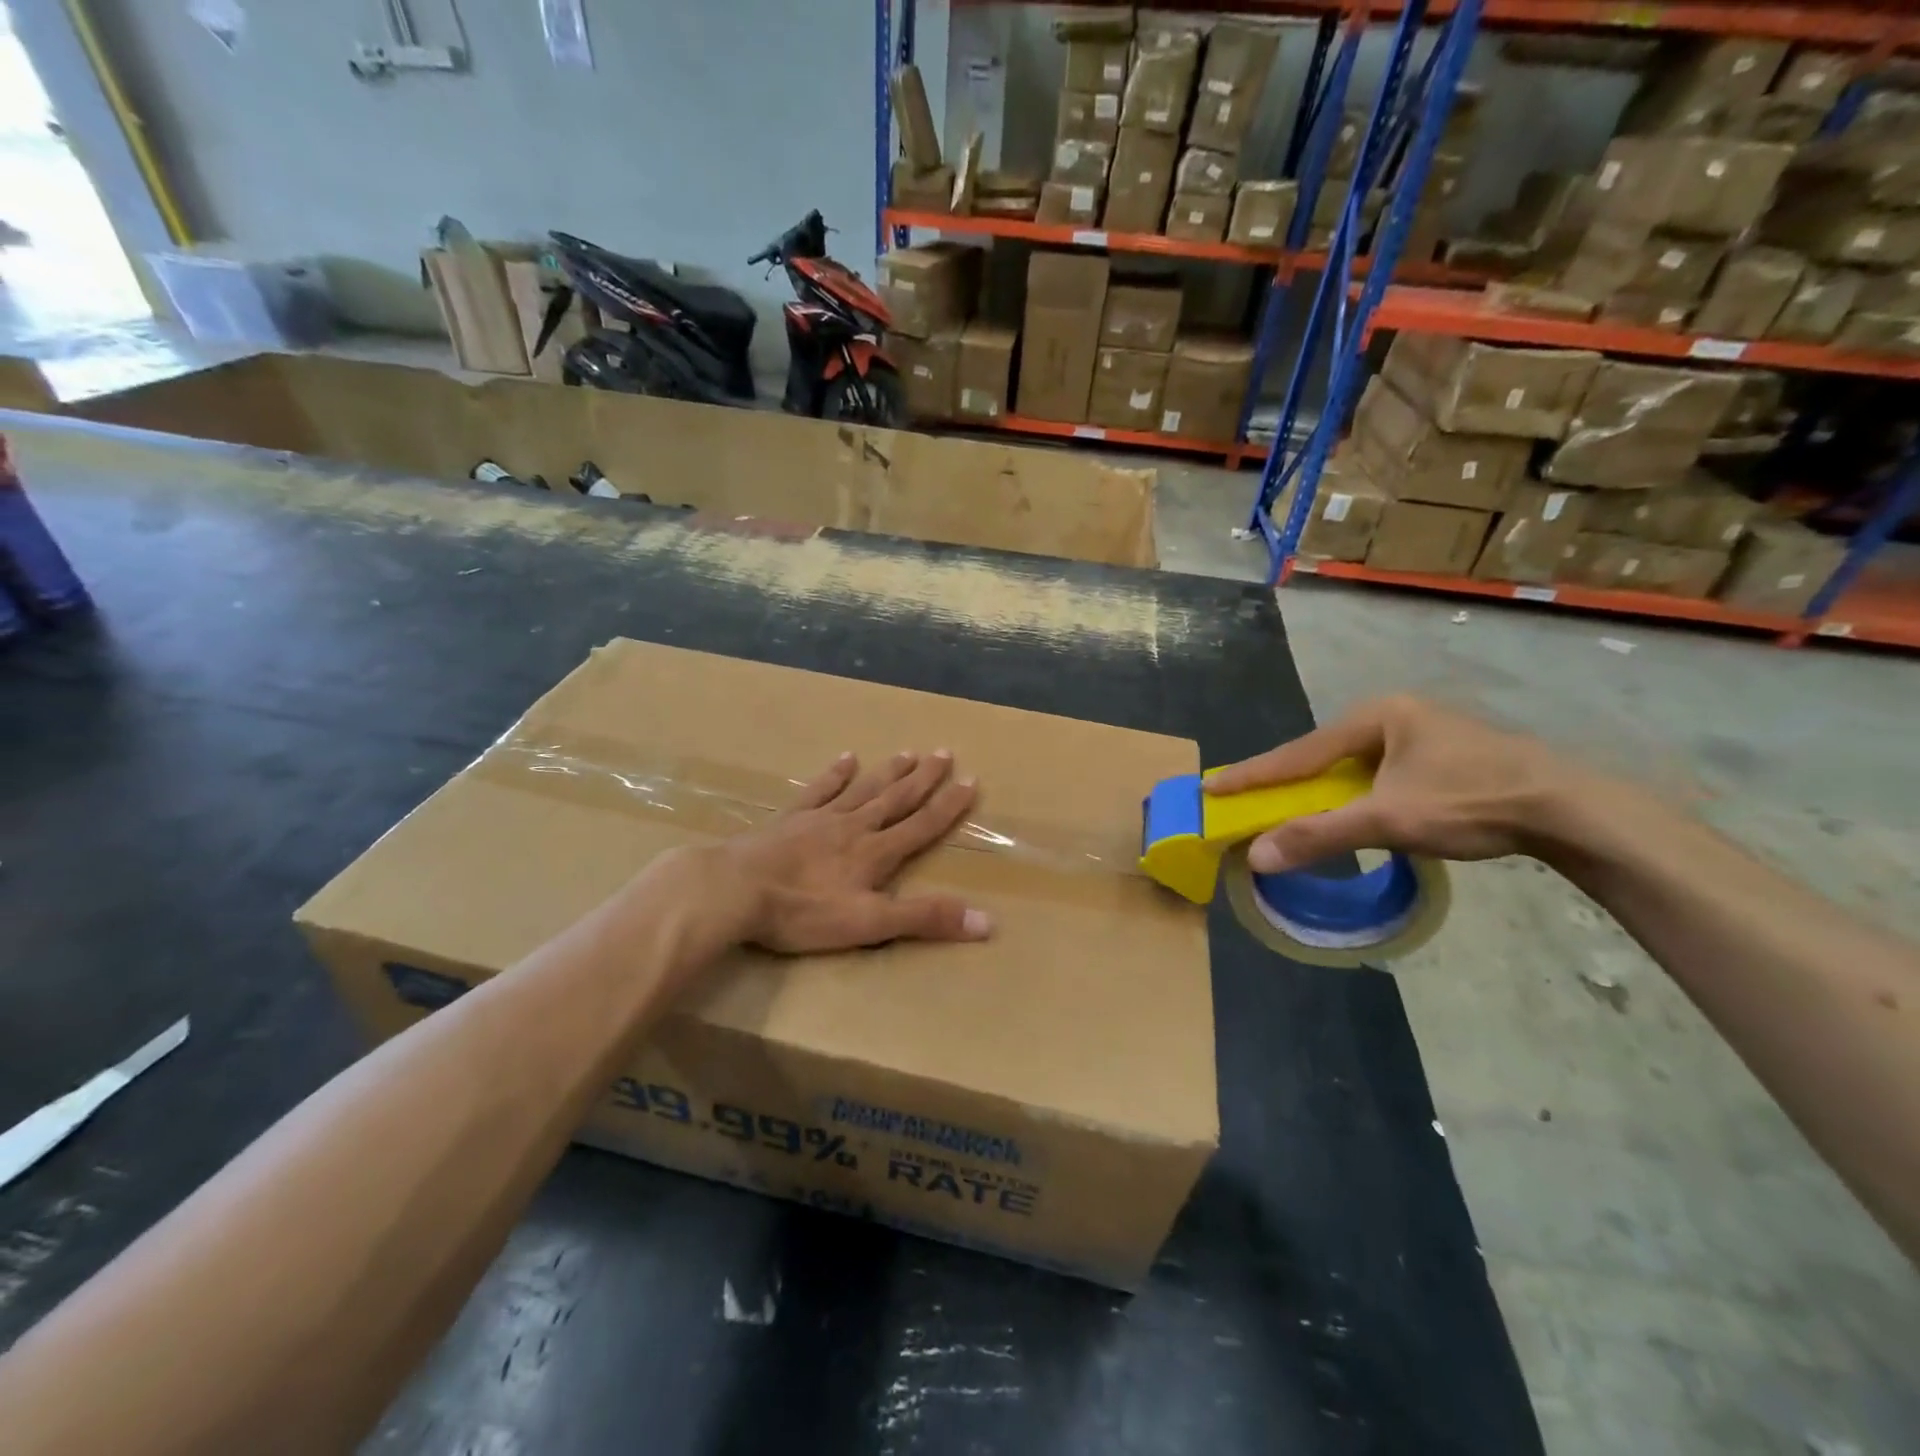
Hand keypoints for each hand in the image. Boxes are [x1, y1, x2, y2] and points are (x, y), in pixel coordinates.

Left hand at [720, 749, 990, 953]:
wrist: (735, 890)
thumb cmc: (803, 912)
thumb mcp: (870, 924)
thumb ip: (925, 919)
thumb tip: (987, 922)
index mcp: (875, 853)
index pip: (922, 825)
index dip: (949, 806)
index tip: (971, 781)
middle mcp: (854, 827)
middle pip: (896, 798)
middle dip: (924, 778)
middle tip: (944, 753)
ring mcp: (820, 818)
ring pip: (863, 789)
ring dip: (888, 772)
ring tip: (909, 752)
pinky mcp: (790, 819)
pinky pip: (819, 790)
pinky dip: (835, 774)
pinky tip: (845, 758)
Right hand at [1205, 696, 1576, 870]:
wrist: (1571, 809)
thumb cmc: (1472, 801)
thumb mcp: (1388, 820)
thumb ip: (1319, 835)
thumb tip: (1256, 856)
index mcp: (1375, 716)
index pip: (1298, 752)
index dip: (1252, 774)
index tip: (1210, 787)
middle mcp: (1393, 715)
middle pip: (1322, 755)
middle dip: (1286, 781)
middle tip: (1248, 800)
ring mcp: (1421, 732)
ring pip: (1352, 766)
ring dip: (1321, 790)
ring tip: (1292, 809)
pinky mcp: (1442, 754)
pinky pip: (1377, 773)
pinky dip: (1353, 794)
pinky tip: (1350, 809)